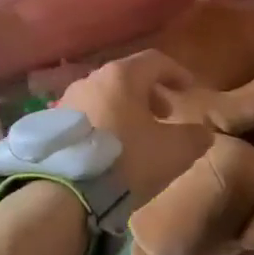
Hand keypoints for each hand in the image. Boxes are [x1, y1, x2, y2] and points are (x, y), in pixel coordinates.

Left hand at [57, 51, 253, 254]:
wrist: (66, 194)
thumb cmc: (127, 161)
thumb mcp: (175, 151)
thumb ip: (196, 136)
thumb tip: (202, 132)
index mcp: (122, 76)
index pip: (156, 60)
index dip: (177, 72)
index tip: (190, 90)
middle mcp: (91, 79)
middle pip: (128, 77)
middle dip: (151, 93)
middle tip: (166, 115)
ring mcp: (67, 101)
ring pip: (105, 96)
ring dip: (126, 109)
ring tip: (138, 135)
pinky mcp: (51, 126)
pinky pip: (87, 116)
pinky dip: (105, 123)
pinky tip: (111, 149)